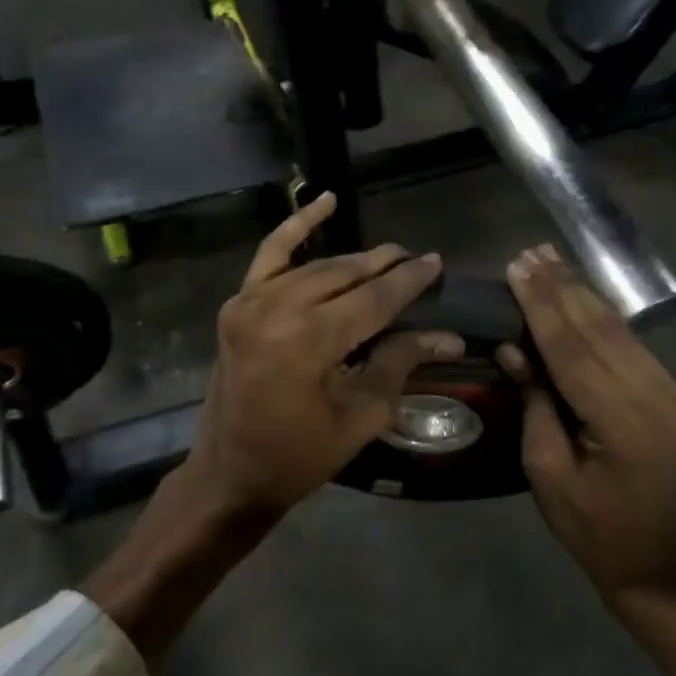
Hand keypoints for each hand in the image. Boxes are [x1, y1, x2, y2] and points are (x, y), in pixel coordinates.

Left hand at [182, 192, 461, 516]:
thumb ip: (399, 364)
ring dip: (353, 259)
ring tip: (388, 254)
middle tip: (418, 261)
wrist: (229, 473)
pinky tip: (325, 203)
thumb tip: (447, 337)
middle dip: (386, 266)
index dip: (409, 281)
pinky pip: (270, 254)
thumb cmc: (298, 456)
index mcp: (309, 341)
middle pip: (345, 276)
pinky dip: (297, 226)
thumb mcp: (360, 417)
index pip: (374, 299)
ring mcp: (250, 301)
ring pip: (315, 265)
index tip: (437, 263)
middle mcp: (277, 309)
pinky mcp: (237, 303)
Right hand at [499, 245, 675, 675]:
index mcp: (624, 426)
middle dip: (562, 289)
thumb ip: (535, 404)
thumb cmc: (591, 528)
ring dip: (582, 294)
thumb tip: (514, 347)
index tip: (518, 269)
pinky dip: (601, 317)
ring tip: (550, 260)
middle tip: (530, 253)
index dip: (543, 307)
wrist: (657, 562)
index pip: (574, 351)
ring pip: (619, 331)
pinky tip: (579, 293)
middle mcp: (658, 399)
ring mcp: (672, 395)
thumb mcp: (547, 473)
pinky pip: (630, 345)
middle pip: (600, 331)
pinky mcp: (673, 395)